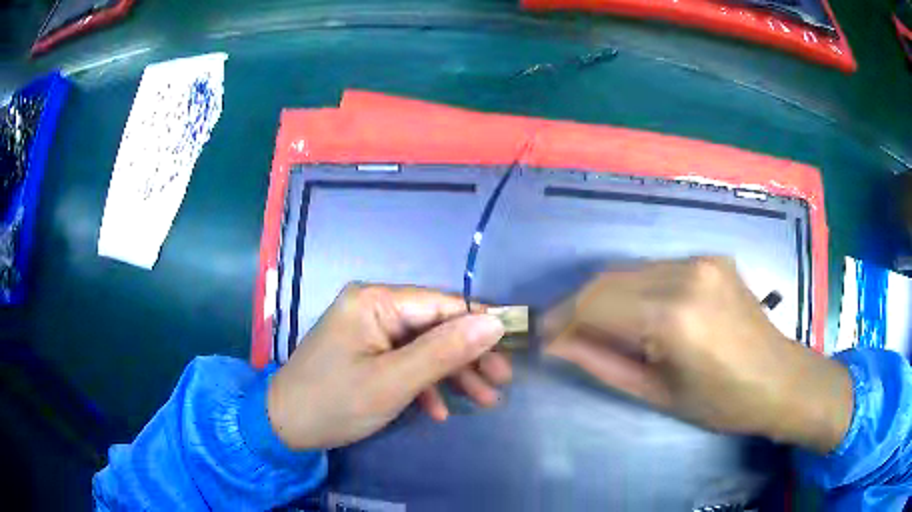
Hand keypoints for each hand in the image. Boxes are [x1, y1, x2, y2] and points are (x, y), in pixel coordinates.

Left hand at [266, 284, 510, 449]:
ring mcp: (370, 331)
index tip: (510, 352)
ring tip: (484, 402)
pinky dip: (424, 384)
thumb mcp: (394, 381)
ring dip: (453, 375)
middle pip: (436, 326)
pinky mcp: (367, 352)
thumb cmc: (336, 402)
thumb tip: (494, 323)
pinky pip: (405, 361)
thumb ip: (445, 351)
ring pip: (424, 347)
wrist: (285, 426)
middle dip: (469, 357)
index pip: (443, 304)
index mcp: (377, 301)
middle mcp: (374, 307)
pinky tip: (438, 410)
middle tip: (500, 385)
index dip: (480, 326)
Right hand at [543, 257, 852, 453]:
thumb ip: (602, 365)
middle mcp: (686, 275)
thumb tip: (558, 346)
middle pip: (608, 280)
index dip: (562, 320)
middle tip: (564, 334)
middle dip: (577, 306)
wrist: (779, 379)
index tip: (544, 338)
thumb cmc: (721, 402)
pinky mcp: (711, 257)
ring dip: (605, 297)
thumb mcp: (658, 393)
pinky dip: (636, 289)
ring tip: (596, 327)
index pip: (596, 304)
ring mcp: (701, 260)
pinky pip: (657, 269)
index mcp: (674, 318)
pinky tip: (638, 314)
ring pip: (630, 270)